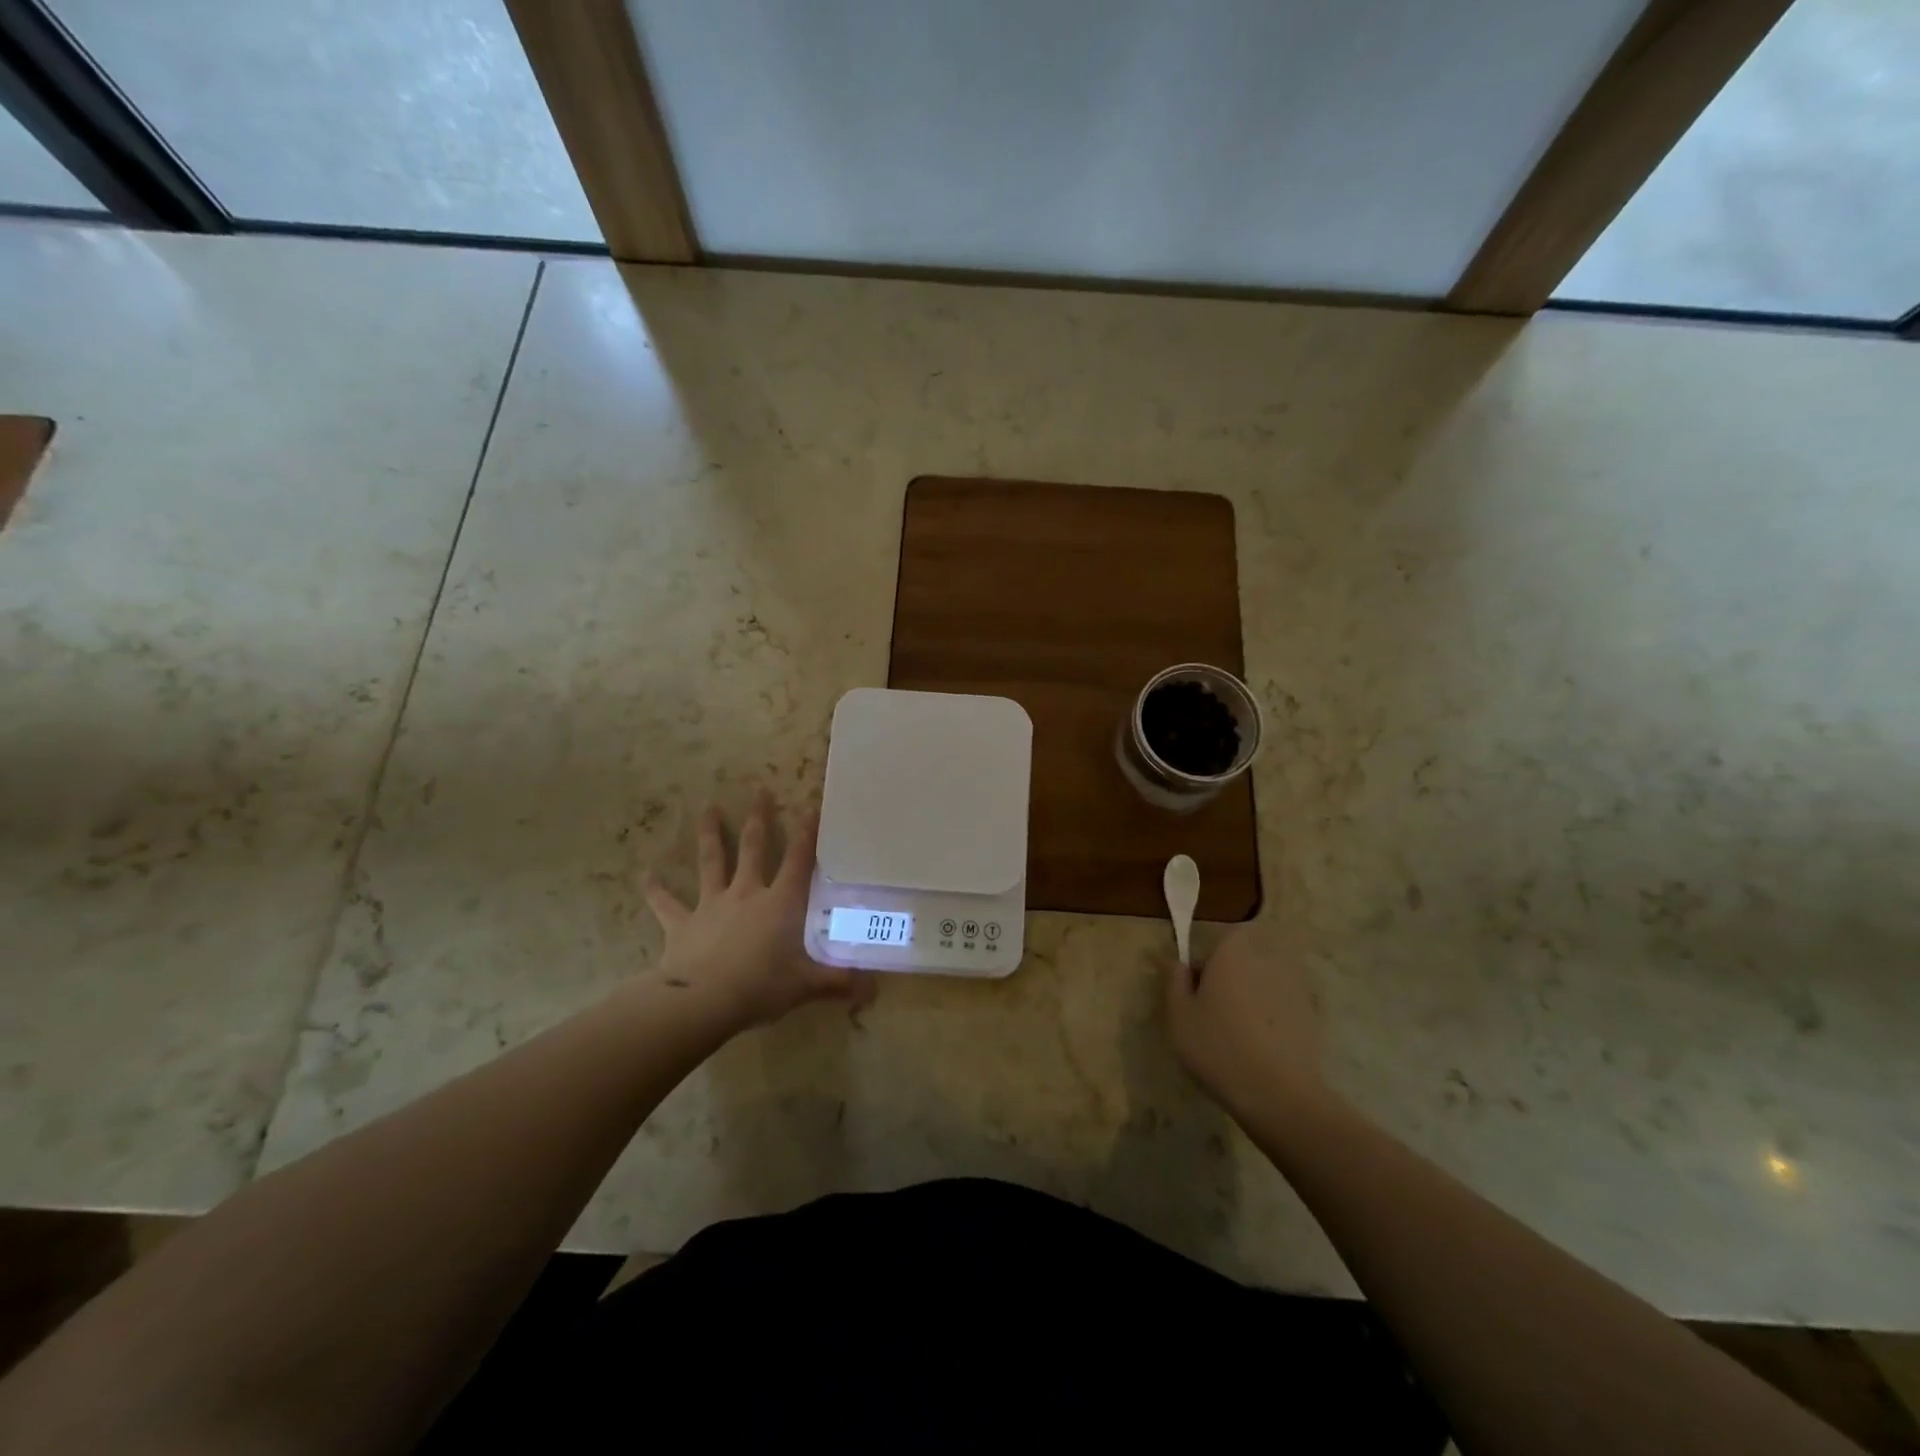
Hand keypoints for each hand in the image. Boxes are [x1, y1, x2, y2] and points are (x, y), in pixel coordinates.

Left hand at [643, 791, 873, 1032]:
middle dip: (759, 818)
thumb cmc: (760, 986)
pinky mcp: (682, 924)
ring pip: (711, 862)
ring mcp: (711, 905)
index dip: (806, 834)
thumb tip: (876, 992)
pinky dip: (655, 889)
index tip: (810, 807)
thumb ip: (838, 983)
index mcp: (779, 903)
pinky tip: (645, 875)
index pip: (798, 861)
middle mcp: (746, 894)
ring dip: (710, 835)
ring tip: (708, 809)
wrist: (702, 1001)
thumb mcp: (805, 986)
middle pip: (753, 848)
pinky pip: (666, 904)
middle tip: (759, 790)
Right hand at [1164, 921, 1325, 1116]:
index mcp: (1232, 952)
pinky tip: (1261, 1050)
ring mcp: (1295, 987)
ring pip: (1263, 985)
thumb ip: (1174, 980)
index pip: (1219, 939)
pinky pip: (1283, 1008)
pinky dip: (1272, 1020)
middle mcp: (1267, 960)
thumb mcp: (1178, 1015)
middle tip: (1213, 1015)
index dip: (1207, 962)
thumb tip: (1179, 963)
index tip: (1197, 991)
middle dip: (1229, 980)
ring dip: (1251, 1000)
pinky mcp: (1313, 1016)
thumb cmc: (1218, 1047)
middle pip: (1243, 961)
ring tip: (1238, 1036)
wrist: (1279, 1095)